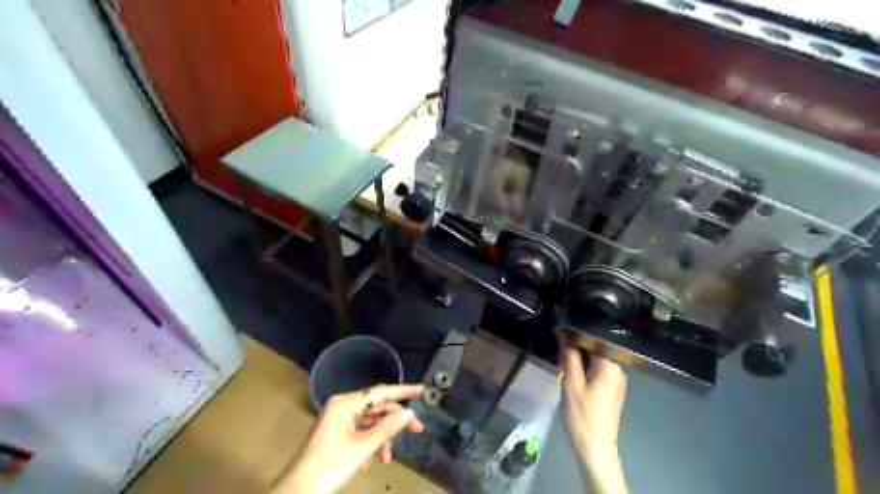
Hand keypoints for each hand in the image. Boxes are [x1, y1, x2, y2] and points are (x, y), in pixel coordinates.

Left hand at [274, 384, 425, 493]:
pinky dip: (370, 443)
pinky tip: (372, 461)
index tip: (421, 390)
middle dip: (394, 421)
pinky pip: (360, 431)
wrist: (298, 493)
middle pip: (377, 407)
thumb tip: (408, 412)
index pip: (380, 392)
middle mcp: (342, 406)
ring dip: (382, 437)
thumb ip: (388, 427)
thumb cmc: (330, 466)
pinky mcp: (336, 433)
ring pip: (370, 422)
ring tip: (386, 458)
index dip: (403, 391)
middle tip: (416, 431)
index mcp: (345, 403)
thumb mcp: (363, 448)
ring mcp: (338, 419)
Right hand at [551, 327, 629, 492]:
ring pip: (595, 359)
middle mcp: (618, 369)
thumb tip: (561, 330)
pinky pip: (597, 369)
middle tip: (557, 347)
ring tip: (562, 358)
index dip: (575, 332)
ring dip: (579, 357)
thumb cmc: (582, 414)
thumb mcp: (571, 382)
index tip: (559, 329)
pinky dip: (584, 367)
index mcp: (611, 365)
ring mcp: (616, 380)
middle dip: (576, 345)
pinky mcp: (612, 389)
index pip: (593, 338)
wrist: (595, 448)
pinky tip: (572, 371)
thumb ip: (568, 354)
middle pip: (595, 348)